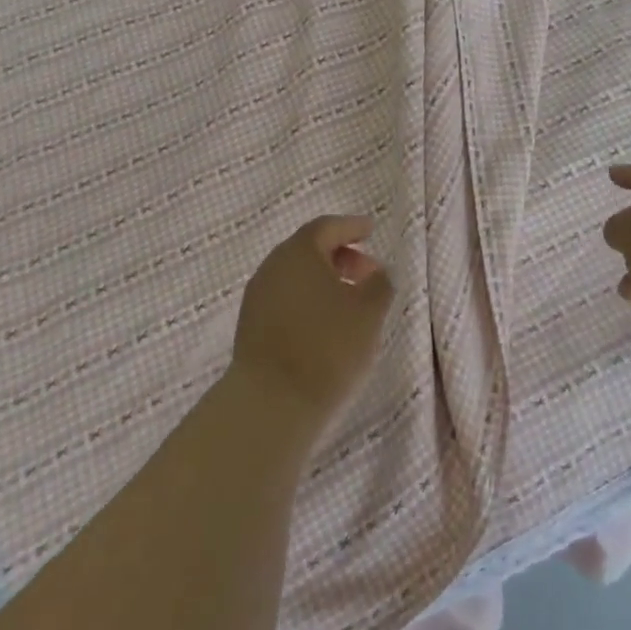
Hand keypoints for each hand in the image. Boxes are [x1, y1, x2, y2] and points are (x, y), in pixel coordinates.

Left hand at [231, 215, 394, 427]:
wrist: (270, 403)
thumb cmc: (327, 346)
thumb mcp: (369, 312)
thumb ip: (379, 283)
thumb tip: (375, 273)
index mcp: (299, 251)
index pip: (327, 227)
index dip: (351, 227)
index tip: (370, 230)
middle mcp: (273, 266)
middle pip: (308, 249)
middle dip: (340, 256)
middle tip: (366, 272)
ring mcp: (257, 297)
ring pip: (296, 276)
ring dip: (323, 280)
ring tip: (350, 301)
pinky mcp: (250, 326)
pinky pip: (285, 298)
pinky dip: (308, 300)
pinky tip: (325, 323)